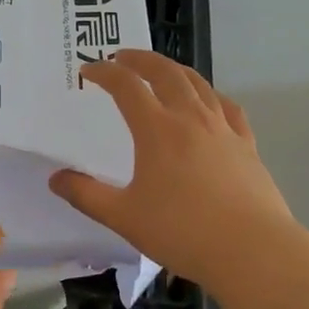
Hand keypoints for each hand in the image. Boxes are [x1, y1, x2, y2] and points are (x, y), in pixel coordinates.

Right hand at [49, 49, 294, 290]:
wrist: (253, 251)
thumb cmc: (183, 232)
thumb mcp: (124, 217)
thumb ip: (86, 195)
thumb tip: (56, 178)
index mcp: (157, 129)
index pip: (126, 86)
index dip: (105, 72)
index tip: (89, 70)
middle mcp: (191, 118)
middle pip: (165, 72)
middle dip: (140, 59)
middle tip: (122, 57)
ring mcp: (223, 129)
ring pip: (198, 84)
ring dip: (174, 69)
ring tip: (161, 70)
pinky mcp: (247, 145)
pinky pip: (228, 107)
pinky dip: (212, 95)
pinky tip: (209, 102)